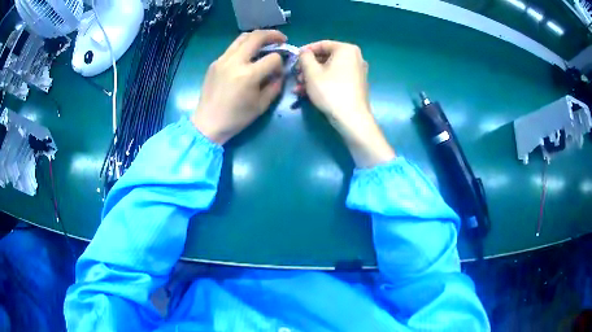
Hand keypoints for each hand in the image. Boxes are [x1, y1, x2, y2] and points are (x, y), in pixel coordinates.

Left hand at [191, 30, 285, 144]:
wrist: (207, 123)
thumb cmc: (236, 118)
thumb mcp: (261, 105)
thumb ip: (275, 86)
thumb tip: (280, 73)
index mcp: (248, 75)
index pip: (273, 58)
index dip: (281, 62)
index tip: (279, 70)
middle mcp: (235, 62)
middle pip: (257, 37)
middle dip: (273, 35)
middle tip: (282, 39)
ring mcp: (222, 60)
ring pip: (242, 37)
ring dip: (257, 37)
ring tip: (265, 42)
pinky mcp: (215, 63)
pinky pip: (232, 47)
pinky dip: (244, 46)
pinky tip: (248, 55)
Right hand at [298, 41, 394, 167]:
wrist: (351, 118)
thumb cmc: (330, 91)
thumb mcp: (311, 72)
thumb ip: (304, 57)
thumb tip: (304, 52)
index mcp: (346, 49)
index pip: (322, 44)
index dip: (305, 51)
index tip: (294, 59)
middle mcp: (355, 57)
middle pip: (326, 58)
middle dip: (308, 67)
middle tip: (296, 76)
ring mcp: (358, 72)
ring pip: (329, 70)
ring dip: (312, 77)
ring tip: (299, 88)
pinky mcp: (356, 85)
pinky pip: (336, 78)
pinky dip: (323, 83)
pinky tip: (309, 93)